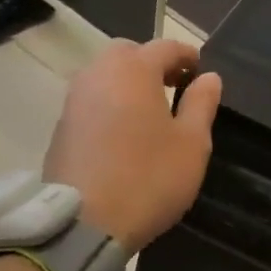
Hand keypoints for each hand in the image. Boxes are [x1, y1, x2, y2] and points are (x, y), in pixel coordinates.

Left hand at [43, 39, 221, 252]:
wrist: (83, 223)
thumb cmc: (148, 178)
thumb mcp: (192, 144)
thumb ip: (201, 104)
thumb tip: (209, 77)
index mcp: (134, 70)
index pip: (165, 47)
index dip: (186, 55)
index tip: (200, 70)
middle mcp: (99, 74)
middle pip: (128, 53)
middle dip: (152, 62)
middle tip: (173, 86)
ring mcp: (74, 99)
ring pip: (105, 74)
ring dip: (127, 82)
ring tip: (149, 109)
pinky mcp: (61, 125)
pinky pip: (90, 99)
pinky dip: (109, 102)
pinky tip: (122, 130)